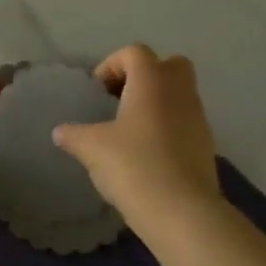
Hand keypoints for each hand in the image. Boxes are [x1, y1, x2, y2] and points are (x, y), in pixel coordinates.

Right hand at [51, 45, 220, 228]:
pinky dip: (167, 128)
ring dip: (156, 103)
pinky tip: (146, 154)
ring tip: (129, 131)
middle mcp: (179, 92)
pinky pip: (185, 122)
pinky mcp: (206, 145)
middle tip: (119, 100)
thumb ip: (73, 135)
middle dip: (144, 76)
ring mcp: (198, 118)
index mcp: (151, 81)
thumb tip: (60, 132)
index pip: (134, 52)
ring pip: (179, 95)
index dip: (111, 64)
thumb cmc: (133, 166)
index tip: (96, 92)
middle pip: (168, 65)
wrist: (182, 212)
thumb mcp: (91, 148)